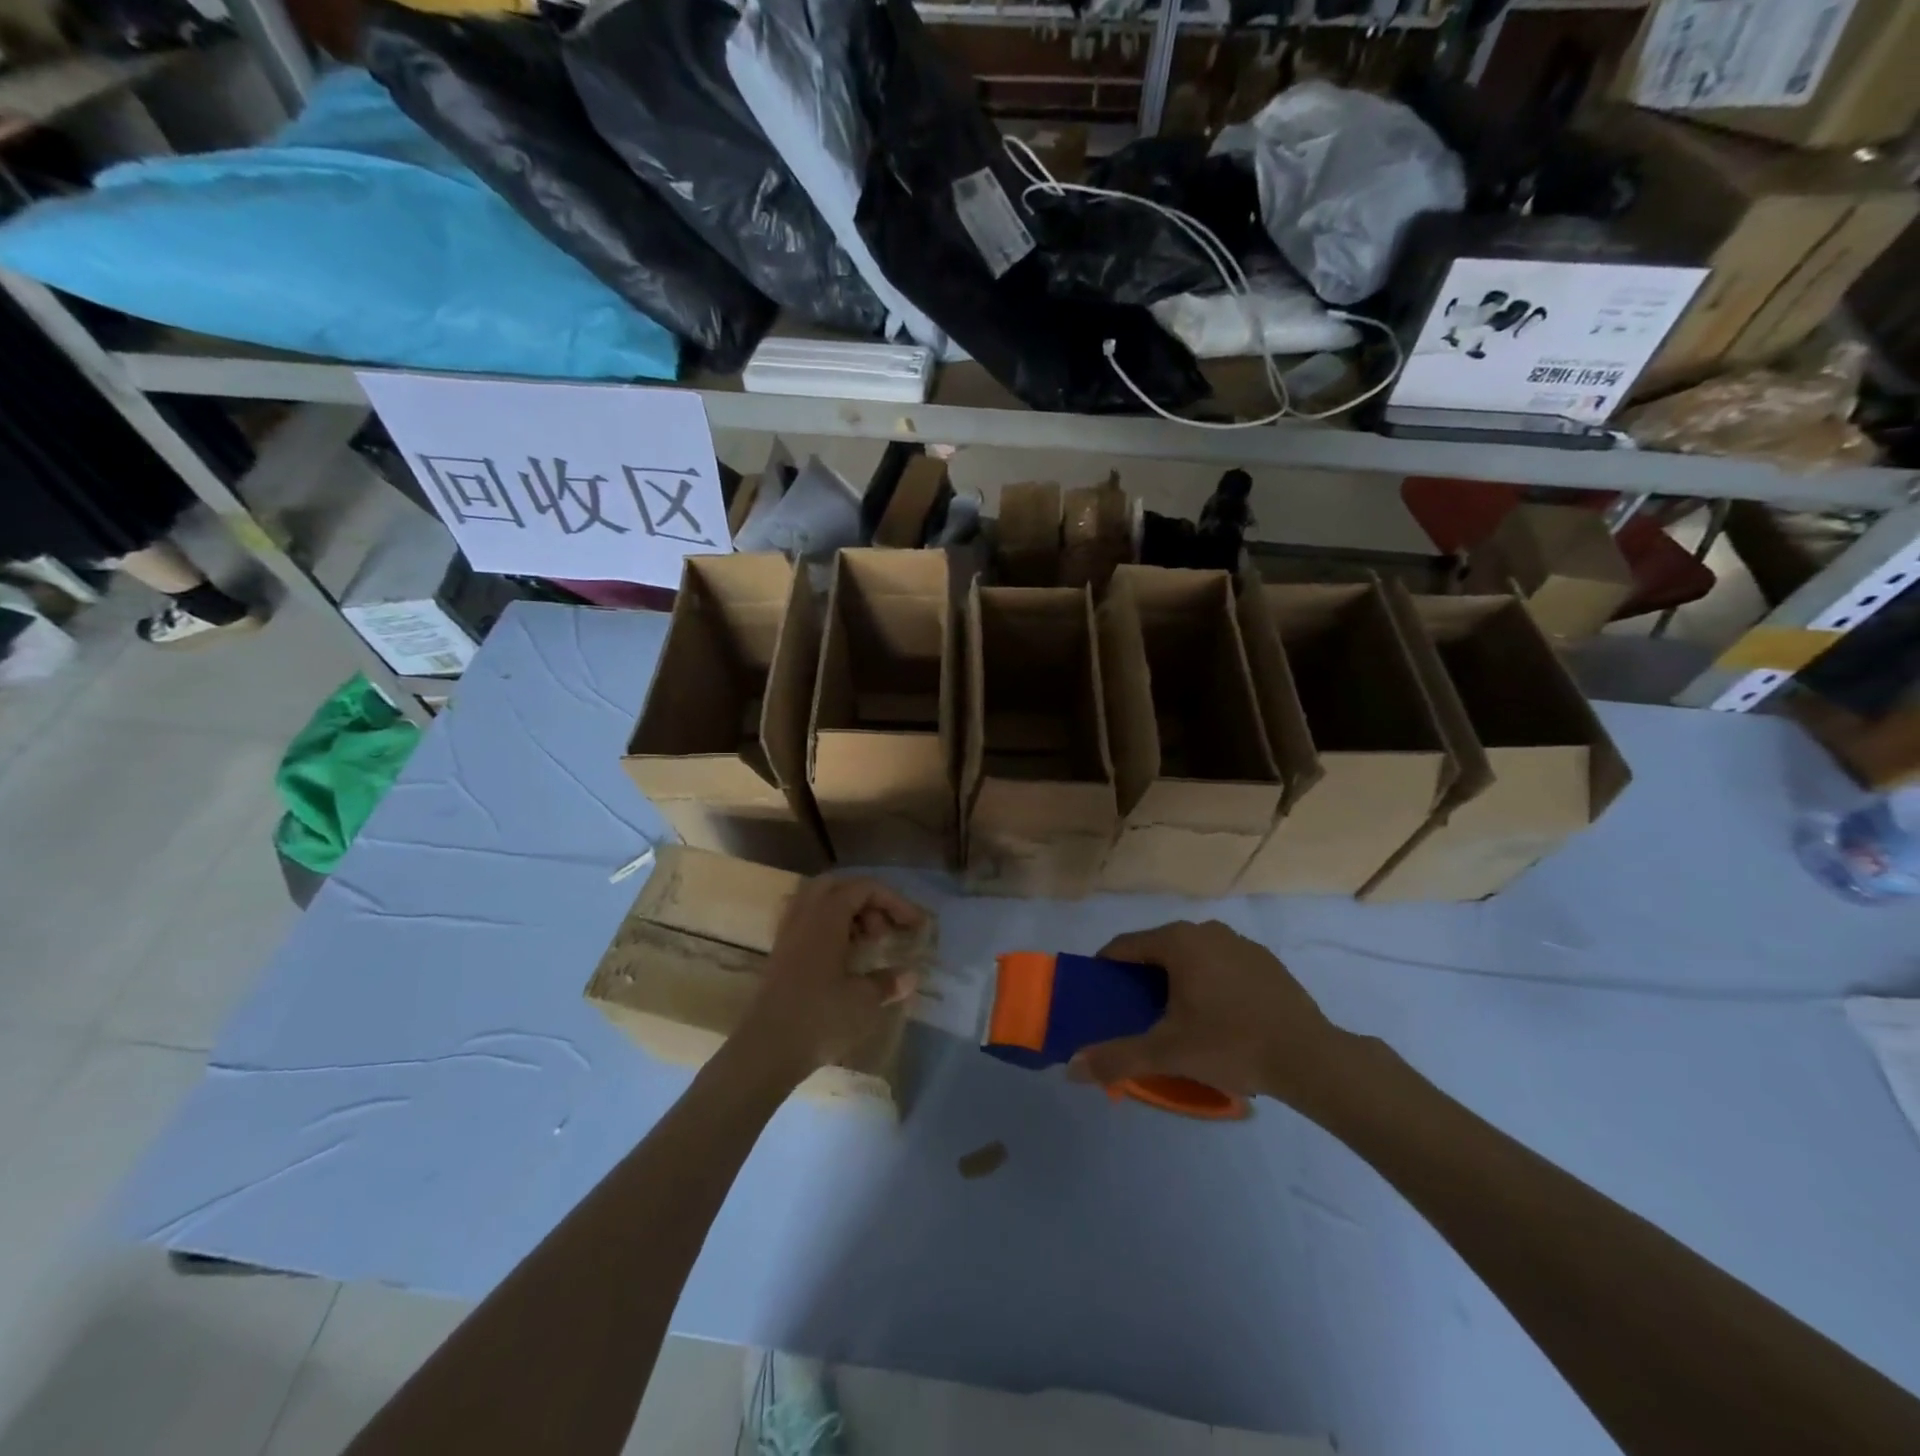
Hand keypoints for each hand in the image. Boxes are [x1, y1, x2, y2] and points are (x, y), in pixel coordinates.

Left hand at [732, 875, 924, 1083]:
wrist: (766, 1050)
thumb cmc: (819, 1018)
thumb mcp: (864, 1001)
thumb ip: (888, 982)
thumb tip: (910, 976)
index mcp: (825, 917)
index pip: (863, 888)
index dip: (894, 901)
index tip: (915, 925)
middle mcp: (804, 916)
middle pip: (838, 886)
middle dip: (867, 901)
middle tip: (883, 931)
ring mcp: (787, 934)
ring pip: (819, 903)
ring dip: (847, 914)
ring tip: (866, 944)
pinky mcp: (780, 955)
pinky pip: (807, 923)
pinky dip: (830, 929)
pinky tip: (844, 959)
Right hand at [1067, 920, 1346, 1105]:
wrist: (1311, 1058)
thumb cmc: (1231, 1044)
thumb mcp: (1168, 1054)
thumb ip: (1117, 1057)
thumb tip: (1071, 1068)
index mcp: (1179, 941)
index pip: (1125, 946)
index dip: (1105, 969)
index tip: (1098, 997)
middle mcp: (1206, 930)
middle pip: (1158, 950)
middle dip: (1141, 979)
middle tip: (1135, 1016)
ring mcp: (1240, 944)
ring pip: (1191, 957)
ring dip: (1175, 982)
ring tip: (1175, 1020)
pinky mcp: (1265, 962)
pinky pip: (1220, 966)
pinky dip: (1208, 984)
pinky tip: (1217, 1019)